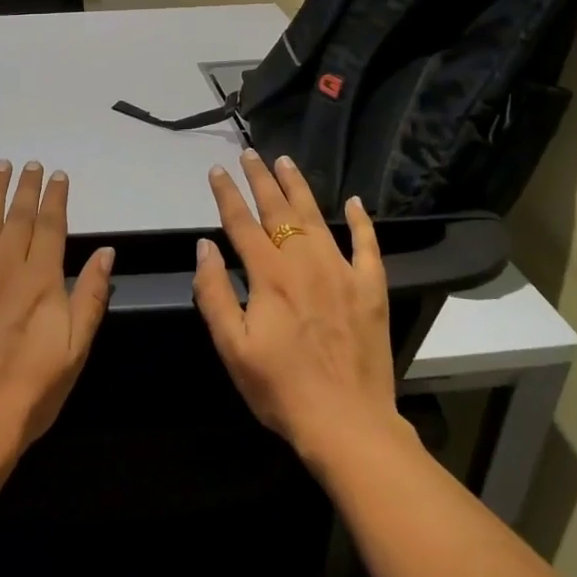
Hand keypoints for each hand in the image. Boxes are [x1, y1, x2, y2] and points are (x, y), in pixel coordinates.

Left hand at [0, 160, 115, 472]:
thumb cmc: (30, 390)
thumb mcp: (75, 349)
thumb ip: (91, 296)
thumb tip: (107, 253)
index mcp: (41, 279)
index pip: (51, 226)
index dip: (54, 198)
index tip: (57, 176)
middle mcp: (6, 265)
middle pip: (18, 215)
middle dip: (26, 186)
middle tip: (29, 163)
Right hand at [191, 150, 403, 465]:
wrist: (347, 423)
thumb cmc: (280, 389)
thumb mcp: (232, 347)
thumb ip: (215, 293)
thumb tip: (205, 247)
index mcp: (270, 276)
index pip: (242, 223)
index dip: (227, 195)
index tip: (217, 170)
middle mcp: (305, 263)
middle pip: (279, 210)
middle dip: (261, 179)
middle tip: (250, 153)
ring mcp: (342, 272)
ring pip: (318, 217)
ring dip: (299, 187)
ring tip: (286, 162)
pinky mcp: (371, 289)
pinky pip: (367, 246)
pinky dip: (362, 222)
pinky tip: (356, 202)